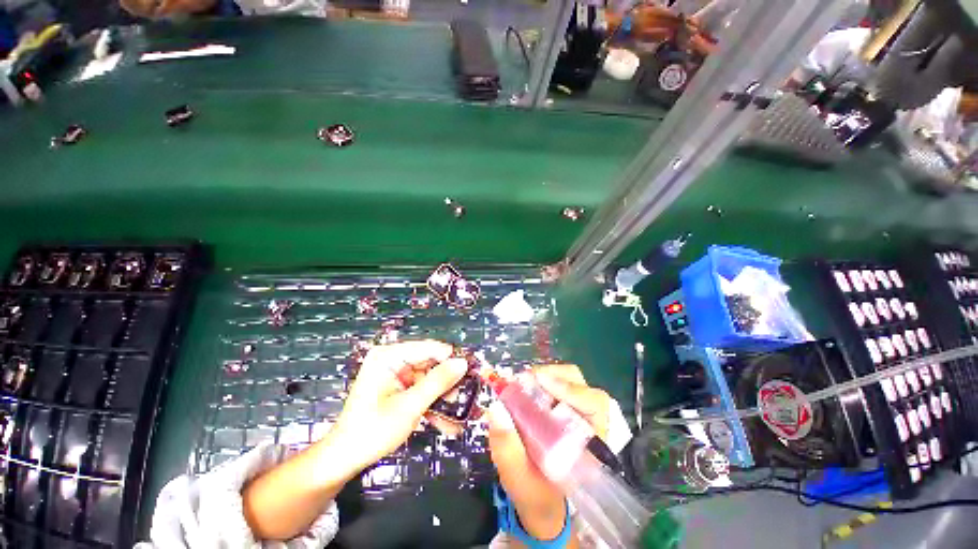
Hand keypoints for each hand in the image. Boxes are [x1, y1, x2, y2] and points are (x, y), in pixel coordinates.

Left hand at [328, 340, 467, 474]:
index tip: (470, 375)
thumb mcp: (410, 405)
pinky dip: (431, 404)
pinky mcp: (398, 387)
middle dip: (446, 383)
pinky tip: (445, 422)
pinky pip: (421, 390)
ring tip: (457, 414)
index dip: (450, 360)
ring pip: (429, 379)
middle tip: (464, 398)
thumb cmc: (373, 429)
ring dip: (442, 397)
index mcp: (389, 356)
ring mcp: (395, 374)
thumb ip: (438, 382)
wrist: (345, 459)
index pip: (429, 348)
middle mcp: (392, 359)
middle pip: (430, 363)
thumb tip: (463, 362)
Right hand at [487, 364, 611, 541]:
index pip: (595, 404)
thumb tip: (496, 407)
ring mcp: (580, 413)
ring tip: (523, 383)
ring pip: (571, 380)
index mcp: (591, 445)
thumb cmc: (537, 496)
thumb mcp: (518, 479)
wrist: (545, 505)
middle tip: (525, 380)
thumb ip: (507, 448)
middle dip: (553, 376)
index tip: (540, 381)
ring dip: (546, 376)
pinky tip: (526, 388)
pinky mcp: (568, 408)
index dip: (570, 388)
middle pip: (582, 385)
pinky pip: (559, 385)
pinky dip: (542, 381)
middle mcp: (591, 424)